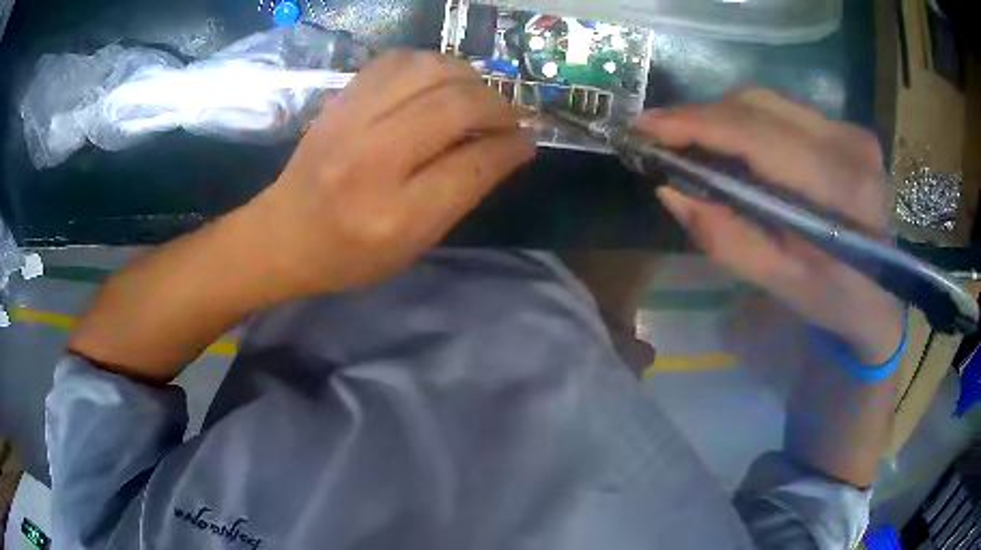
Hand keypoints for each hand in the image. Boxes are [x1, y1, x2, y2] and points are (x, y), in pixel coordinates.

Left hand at [248, 51, 534, 296]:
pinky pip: (396, 61)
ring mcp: (350, 122)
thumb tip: (510, 148)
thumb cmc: (350, 254)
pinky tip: (439, 80)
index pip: (472, 166)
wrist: (283, 234)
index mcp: (395, 215)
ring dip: (469, 77)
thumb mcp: (414, 245)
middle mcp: (372, 161)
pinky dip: (430, 63)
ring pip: (429, 71)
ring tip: (479, 94)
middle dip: (498, 106)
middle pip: (454, 107)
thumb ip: (462, 195)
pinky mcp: (340, 100)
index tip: (529, 139)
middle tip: (510, 116)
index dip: (510, 146)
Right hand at [636, 89, 904, 364]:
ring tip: (690, 140)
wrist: (882, 298)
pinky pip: (783, 109)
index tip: (644, 127)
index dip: (695, 124)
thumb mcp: (779, 283)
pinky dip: (748, 120)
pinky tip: (732, 143)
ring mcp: (850, 129)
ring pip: (767, 100)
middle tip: (659, 136)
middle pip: (757, 104)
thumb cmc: (834, 300)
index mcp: (838, 189)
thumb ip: (726, 237)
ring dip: (722, 117)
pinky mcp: (847, 128)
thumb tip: (670, 190)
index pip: (755, 135)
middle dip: (701, 117)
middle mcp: (848, 142)